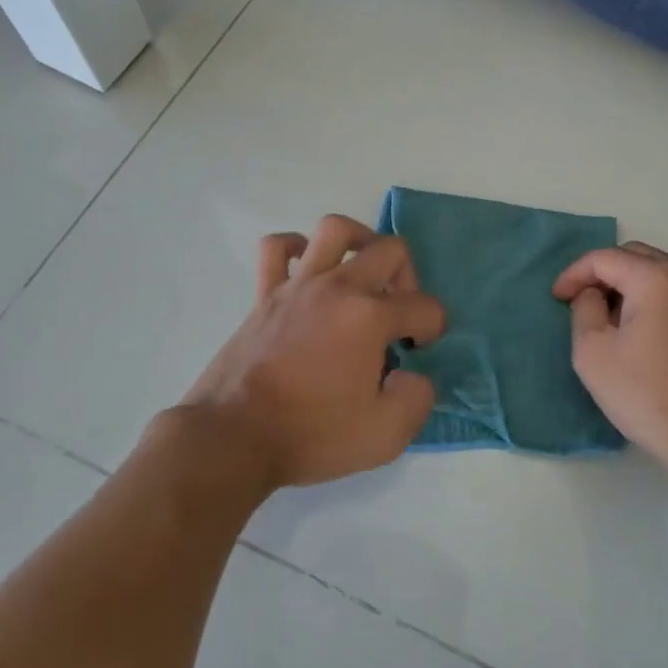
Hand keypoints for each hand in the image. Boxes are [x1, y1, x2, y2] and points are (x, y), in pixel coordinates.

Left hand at [180, 215, 445, 490]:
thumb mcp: (385, 436)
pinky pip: (277, 248)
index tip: (418, 351)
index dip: (433, 328)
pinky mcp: (265, 294)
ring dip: (360, 241)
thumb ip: (417, 399)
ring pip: (335, 229)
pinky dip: (295, 248)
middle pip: (390, 250)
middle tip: (398, 312)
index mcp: (371, 317)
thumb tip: (412, 374)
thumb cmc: (310, 434)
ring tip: (363, 271)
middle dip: (408, 277)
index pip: (425, 306)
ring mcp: (299, 285)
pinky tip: (308, 269)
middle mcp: (339, 288)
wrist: (233, 437)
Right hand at [553, 241, 667, 478]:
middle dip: (605, 273)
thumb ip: (584, 309)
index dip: (574, 273)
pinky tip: (649, 336)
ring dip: (633, 286)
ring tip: (615, 319)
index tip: (558, 297)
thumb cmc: (649, 396)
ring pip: (662, 274)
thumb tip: (594, 295)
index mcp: (656, 278)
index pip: (604, 258)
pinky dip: (659, 301)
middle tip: (584, 302)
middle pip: (636, 257)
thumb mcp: (593, 354)